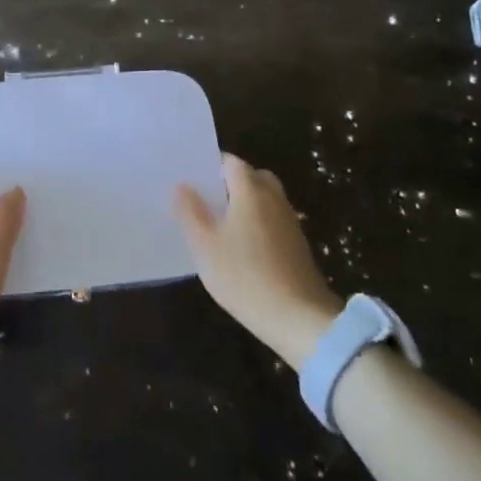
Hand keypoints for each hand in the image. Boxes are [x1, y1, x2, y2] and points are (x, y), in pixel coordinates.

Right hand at [176, 154, 341, 366]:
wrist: (297, 317)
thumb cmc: (244, 276)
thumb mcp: (205, 246)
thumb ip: (191, 212)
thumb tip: (182, 185)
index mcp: (250, 191)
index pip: (232, 162)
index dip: (213, 166)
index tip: (195, 179)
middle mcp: (274, 198)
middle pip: (254, 177)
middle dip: (233, 183)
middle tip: (210, 200)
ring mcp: (290, 221)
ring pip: (266, 199)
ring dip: (248, 204)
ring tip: (223, 225)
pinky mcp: (298, 245)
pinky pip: (274, 220)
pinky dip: (260, 224)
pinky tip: (245, 248)